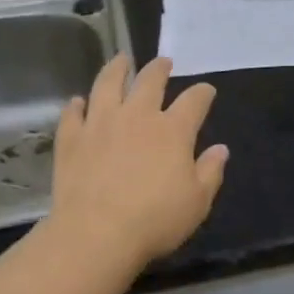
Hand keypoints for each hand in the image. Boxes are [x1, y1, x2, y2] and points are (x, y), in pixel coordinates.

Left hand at [46, 54, 227, 266]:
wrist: (95, 234)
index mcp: (172, 130)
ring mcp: (100, 123)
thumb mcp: (197, 202)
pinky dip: (76, 105)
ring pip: (108, 84)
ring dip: (116, 69)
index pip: (194, 101)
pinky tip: (78, 101)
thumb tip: (221, 149)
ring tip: (121, 60)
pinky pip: (73, 114)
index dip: (203, 93)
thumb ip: (210, 172)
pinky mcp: (72, 138)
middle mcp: (137, 116)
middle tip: (163, 62)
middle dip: (159, 69)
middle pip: (150, 81)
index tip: (206, 91)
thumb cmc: (154, 220)